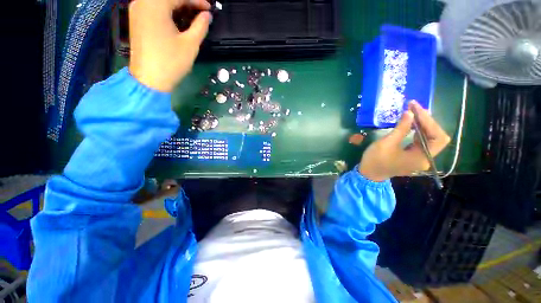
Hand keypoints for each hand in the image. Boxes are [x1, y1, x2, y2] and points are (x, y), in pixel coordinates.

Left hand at [128, 0, 211, 91]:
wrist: (149, 79)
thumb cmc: (171, 62)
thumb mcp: (190, 44)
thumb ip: (200, 26)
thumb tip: (207, 15)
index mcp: (155, 5)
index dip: (197, 1)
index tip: (209, 8)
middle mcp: (142, 2)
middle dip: (187, 3)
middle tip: (201, 12)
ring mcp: (137, 11)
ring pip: (160, 2)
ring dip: (177, 6)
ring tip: (192, 16)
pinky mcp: (136, 21)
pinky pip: (153, 8)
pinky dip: (167, 11)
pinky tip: (178, 20)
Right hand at [359, 101, 450, 181]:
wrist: (369, 173)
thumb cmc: (375, 160)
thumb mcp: (386, 143)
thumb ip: (401, 129)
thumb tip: (410, 113)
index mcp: (421, 158)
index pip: (437, 137)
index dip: (429, 121)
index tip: (415, 109)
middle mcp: (425, 158)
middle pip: (436, 137)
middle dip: (427, 121)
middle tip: (414, 108)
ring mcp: (420, 158)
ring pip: (430, 138)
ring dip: (423, 125)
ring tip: (413, 112)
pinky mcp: (414, 156)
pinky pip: (422, 141)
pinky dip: (418, 131)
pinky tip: (412, 124)